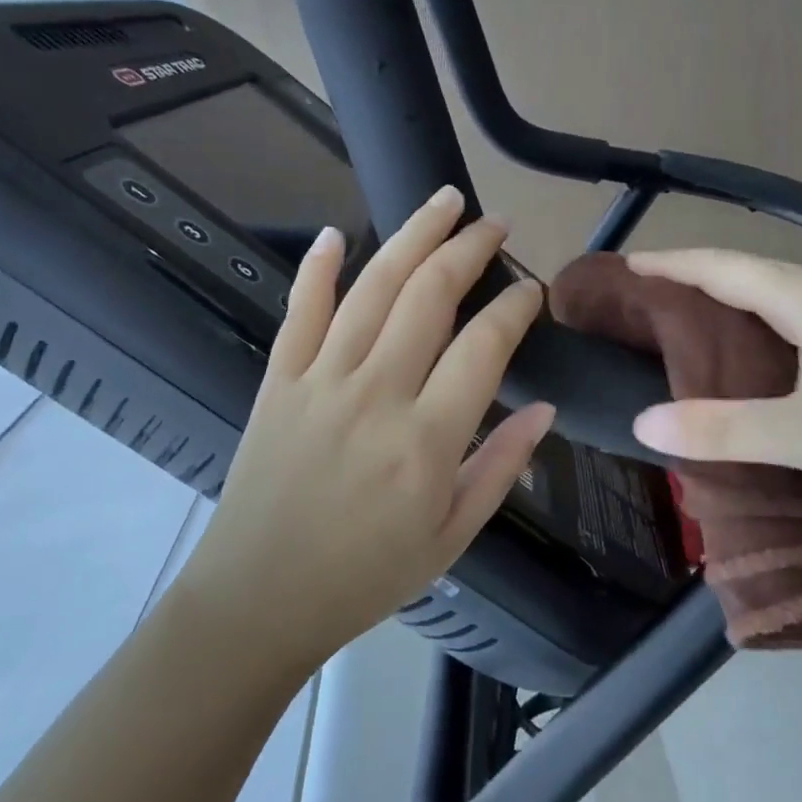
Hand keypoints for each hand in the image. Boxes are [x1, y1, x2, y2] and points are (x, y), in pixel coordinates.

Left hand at [181, 187, 552, 669]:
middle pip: (429, 295)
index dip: (515, 307)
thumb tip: (544, 409)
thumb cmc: (365, 576)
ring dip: (411, 236)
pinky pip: (300, 311)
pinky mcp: (279, 381)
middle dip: (468, 248)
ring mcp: (321, 380)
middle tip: (495, 222)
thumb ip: (502, 466)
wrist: (257, 599)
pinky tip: (335, 232)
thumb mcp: (452, 536)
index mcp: (427, 438)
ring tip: (443, 202)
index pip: (484, 345)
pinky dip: (317, 268)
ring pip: (372, 287)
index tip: (532, 290)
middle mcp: (376, 393)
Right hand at [625, 249, 801, 500]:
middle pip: (754, 274)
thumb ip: (724, 430)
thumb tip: (644, 423)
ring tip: (706, 322)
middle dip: (701, 278)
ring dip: (741, 300)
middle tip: (657, 296)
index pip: (723, 268)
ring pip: (788, 298)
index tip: (629, 265)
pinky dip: (775, 327)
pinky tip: (780, 357)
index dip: (673, 265)